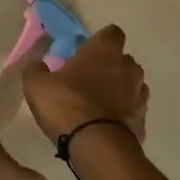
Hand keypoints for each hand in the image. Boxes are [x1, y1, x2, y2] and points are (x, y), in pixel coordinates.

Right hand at [23, 25, 148, 144]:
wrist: (97, 146)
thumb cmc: (67, 105)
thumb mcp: (37, 85)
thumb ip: (36, 70)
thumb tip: (38, 64)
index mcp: (104, 51)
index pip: (111, 33)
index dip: (99, 42)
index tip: (85, 52)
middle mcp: (128, 67)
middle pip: (122, 60)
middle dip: (109, 67)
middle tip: (87, 80)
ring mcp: (139, 94)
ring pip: (131, 85)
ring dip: (118, 90)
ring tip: (98, 105)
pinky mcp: (142, 119)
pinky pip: (132, 110)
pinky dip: (122, 113)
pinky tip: (106, 124)